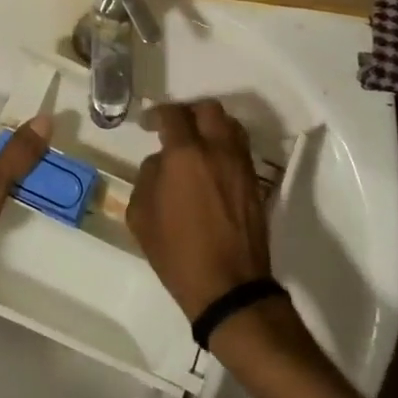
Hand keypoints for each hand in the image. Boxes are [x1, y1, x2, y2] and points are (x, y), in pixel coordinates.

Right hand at [127, 100, 272, 320]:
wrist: (228, 287)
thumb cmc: (177, 253)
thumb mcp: (142, 215)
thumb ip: (148, 176)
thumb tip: (161, 162)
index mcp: (185, 155)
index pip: (173, 115)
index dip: (157, 114)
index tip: (148, 124)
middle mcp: (217, 150)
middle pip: (208, 110)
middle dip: (188, 112)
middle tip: (175, 128)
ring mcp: (241, 165)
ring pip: (231, 125)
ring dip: (211, 126)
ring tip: (197, 143)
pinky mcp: (255, 182)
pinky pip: (241, 148)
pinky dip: (226, 145)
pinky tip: (212, 164)